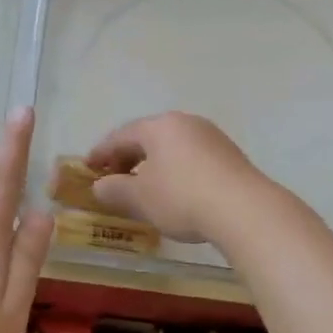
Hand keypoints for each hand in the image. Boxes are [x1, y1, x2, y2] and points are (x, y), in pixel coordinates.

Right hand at [83, 112, 272, 244]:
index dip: (101, 152)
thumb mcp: (140, 198)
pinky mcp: (230, 155)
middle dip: (127, 158)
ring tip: (143, 187)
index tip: (87, 167)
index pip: (121, 135)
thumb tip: (100, 185)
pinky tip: (174, 191)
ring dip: (153, 165)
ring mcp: (211, 137)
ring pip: (172, 148)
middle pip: (148, 137)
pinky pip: (192, 158)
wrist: (244, 209)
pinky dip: (175, 171)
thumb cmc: (181, 197)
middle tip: (113, 178)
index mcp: (159, 126)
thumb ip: (115, 189)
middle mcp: (186, 123)